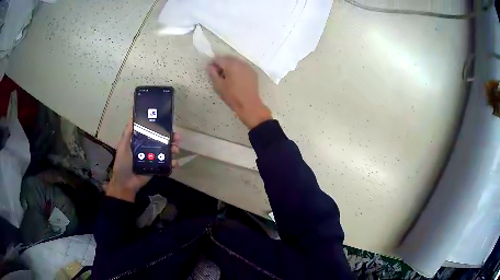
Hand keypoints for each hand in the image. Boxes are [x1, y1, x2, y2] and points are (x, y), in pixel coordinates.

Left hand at [106, 119, 180, 201]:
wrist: (125, 183)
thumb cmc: (122, 163)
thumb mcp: (123, 146)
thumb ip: (127, 133)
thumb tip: (132, 117)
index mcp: (141, 142)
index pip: (153, 132)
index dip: (161, 128)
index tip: (169, 125)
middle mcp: (148, 148)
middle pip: (162, 141)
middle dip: (171, 138)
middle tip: (178, 138)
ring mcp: (153, 159)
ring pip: (166, 152)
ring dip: (173, 149)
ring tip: (176, 149)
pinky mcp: (157, 168)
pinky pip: (166, 165)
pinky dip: (173, 164)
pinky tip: (175, 163)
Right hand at [207, 56, 271, 128]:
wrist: (249, 105)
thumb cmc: (232, 96)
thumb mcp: (218, 86)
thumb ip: (213, 74)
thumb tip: (210, 67)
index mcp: (231, 65)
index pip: (219, 58)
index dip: (212, 63)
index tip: (209, 70)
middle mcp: (240, 63)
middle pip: (228, 58)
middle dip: (221, 63)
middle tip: (217, 73)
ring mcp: (248, 67)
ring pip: (236, 61)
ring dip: (229, 65)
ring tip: (225, 76)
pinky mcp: (253, 72)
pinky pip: (242, 66)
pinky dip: (237, 69)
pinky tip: (235, 78)